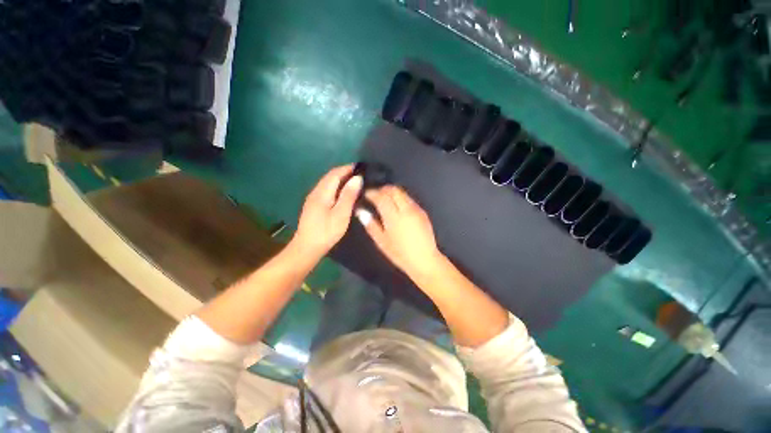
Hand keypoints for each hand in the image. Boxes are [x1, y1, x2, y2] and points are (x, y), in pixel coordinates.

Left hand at [292, 165, 361, 259]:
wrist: (307, 248)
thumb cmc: (326, 232)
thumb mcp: (341, 214)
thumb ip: (348, 195)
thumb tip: (357, 178)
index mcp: (322, 193)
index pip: (335, 174)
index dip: (347, 168)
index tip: (361, 167)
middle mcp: (316, 192)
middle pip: (330, 177)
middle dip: (344, 172)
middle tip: (360, 174)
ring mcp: (313, 199)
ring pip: (328, 183)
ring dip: (340, 179)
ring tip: (355, 181)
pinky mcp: (314, 206)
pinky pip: (327, 190)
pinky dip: (337, 187)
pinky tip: (344, 193)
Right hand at [358, 186, 442, 279]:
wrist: (425, 259)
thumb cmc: (400, 254)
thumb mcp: (381, 242)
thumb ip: (371, 224)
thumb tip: (361, 211)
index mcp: (393, 216)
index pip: (381, 196)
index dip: (372, 193)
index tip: (366, 194)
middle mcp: (406, 209)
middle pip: (394, 190)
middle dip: (383, 189)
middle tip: (375, 195)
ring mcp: (416, 209)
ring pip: (402, 193)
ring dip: (392, 193)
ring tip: (385, 200)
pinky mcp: (422, 212)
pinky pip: (409, 199)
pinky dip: (400, 198)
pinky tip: (396, 208)